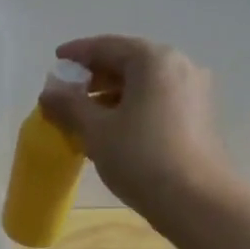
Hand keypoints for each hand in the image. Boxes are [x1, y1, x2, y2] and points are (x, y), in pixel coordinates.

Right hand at [39, 35, 233, 216]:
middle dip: (96, 75)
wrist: (198, 202)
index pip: (107, 46)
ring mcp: (194, 90)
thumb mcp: (96, 130)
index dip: (77, 53)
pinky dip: (134, 104)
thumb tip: (48, 91)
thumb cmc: (142, 158)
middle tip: (68, 92)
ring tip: (87, 114)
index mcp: (153, 59)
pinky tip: (116, 127)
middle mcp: (178, 65)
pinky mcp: (200, 115)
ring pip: (145, 82)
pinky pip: (159, 98)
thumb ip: (69, 105)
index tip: (56, 61)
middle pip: (129, 61)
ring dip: (114, 92)